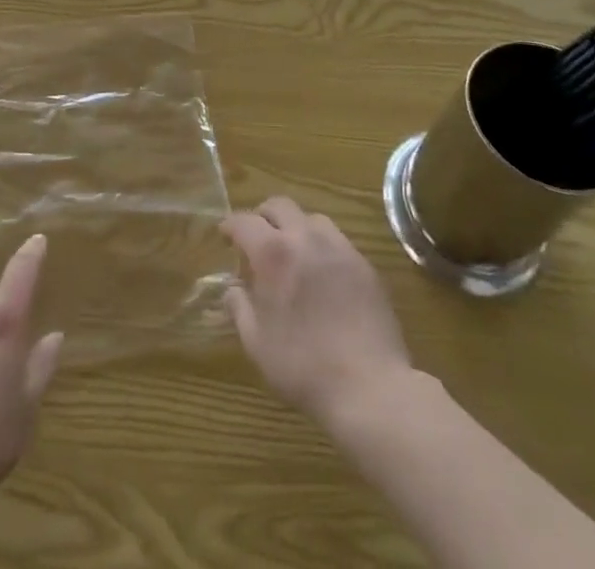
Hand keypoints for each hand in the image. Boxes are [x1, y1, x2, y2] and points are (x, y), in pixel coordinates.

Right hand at [223, 197, 410, 425]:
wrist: (369, 387)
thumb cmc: (303, 366)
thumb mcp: (256, 343)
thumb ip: (239, 308)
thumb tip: (232, 290)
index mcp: (274, 253)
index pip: (244, 221)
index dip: (230, 225)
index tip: (224, 235)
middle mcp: (306, 238)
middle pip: (280, 206)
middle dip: (262, 216)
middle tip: (256, 238)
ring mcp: (339, 248)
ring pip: (311, 219)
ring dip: (295, 228)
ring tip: (291, 254)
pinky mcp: (364, 264)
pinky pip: (337, 241)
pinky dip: (321, 247)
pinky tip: (322, 275)